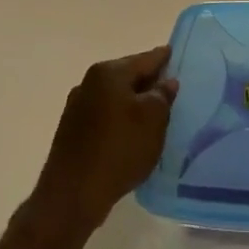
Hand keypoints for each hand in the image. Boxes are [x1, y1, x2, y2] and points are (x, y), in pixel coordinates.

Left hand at [30, 47, 178, 237]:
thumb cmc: (119, 149)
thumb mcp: (153, 119)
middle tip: (171, 88)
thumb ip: (162, 95)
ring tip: (155, 114)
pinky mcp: (72, 131)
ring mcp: (77, 107)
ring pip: (115, 97)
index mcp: (108, 73)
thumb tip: (166, 82)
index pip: (145, 59)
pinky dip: (120, 119)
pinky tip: (131, 134)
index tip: (175, 54)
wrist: (72, 194)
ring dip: (133, 103)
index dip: (163, 58)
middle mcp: (89, 83)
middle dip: (148, 82)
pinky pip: (104, 116)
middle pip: (128, 76)